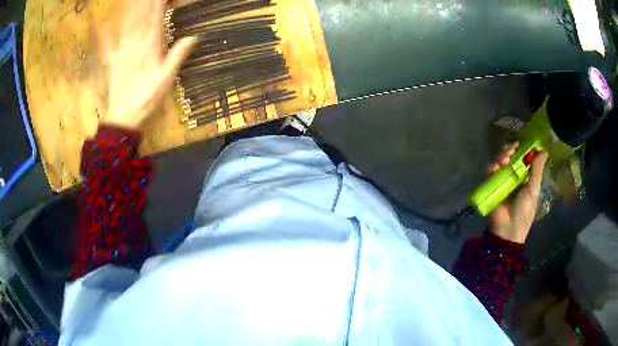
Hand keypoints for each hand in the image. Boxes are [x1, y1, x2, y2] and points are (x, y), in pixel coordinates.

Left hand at [99, 0, 195, 128]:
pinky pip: (108, 47)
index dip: (158, 6)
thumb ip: (176, 57)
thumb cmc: (146, 101)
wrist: (123, 120)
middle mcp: (135, 47)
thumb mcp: (165, 80)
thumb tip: (193, 37)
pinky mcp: (112, 64)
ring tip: (132, 1)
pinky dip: (105, 36)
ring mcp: (121, 54)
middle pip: (140, 20)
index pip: (156, 22)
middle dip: (144, 5)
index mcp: (149, 50)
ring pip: (127, 27)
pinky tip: (104, 25)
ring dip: (130, 12)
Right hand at [488, 143, 547, 243]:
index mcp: (525, 178)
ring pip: (500, 161)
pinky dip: (493, 165)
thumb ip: (537, 171)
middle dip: (511, 150)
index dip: (523, 149)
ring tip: (506, 157)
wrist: (507, 230)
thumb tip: (543, 151)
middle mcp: (513, 177)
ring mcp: (501, 180)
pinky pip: (490, 171)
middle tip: (513, 148)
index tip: (523, 143)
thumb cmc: (523, 212)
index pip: (523, 159)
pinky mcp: (490, 185)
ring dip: (502, 155)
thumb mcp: (533, 191)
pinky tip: (497, 165)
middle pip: (511, 157)